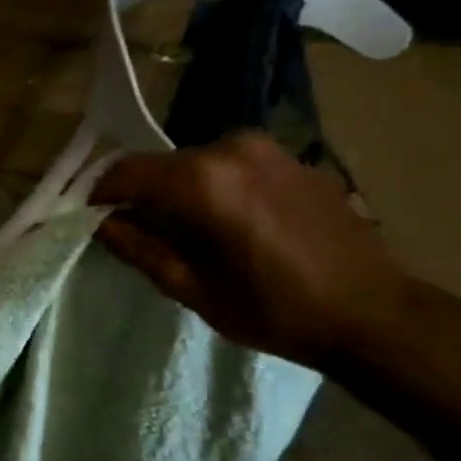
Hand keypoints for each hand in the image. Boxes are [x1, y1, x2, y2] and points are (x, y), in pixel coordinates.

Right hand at [92, 132, 421, 369]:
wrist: (373, 312)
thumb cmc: (275, 309)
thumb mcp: (193, 289)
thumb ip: (140, 249)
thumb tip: (101, 224)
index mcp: (203, 180)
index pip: (126, 172)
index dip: (99, 195)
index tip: (88, 219)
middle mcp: (231, 148)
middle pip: (161, 165)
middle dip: (140, 194)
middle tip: (133, 231)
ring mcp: (267, 148)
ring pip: (195, 163)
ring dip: (177, 190)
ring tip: (180, 231)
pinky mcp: (292, 158)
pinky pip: (231, 165)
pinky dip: (213, 186)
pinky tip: (225, 222)